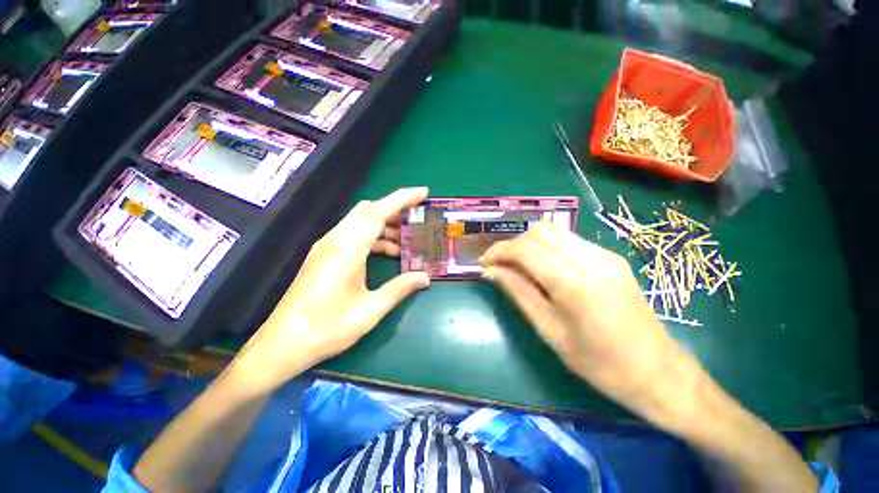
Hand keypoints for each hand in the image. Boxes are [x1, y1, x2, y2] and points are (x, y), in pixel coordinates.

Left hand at [232, 188, 430, 391]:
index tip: (423, 193)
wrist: (283, 344)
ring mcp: (326, 247)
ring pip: (359, 221)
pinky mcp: (323, 255)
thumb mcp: (370, 310)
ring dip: (384, 224)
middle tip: (417, 216)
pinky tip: (386, 252)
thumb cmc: (327, 328)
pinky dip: (372, 237)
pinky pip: (352, 235)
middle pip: (367, 210)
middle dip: (394, 208)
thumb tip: (425, 278)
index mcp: (347, 249)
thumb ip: (400, 289)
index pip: (378, 212)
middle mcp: (335, 240)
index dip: (402, 199)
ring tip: (405, 238)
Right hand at [479, 223, 686, 414]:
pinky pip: (568, 242)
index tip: (483, 264)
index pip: (525, 248)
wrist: (660, 373)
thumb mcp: (550, 331)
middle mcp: (592, 259)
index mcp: (575, 283)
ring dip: (529, 245)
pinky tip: (543, 270)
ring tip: (518, 268)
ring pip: (553, 232)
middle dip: (513, 245)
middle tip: (500, 267)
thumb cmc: (601, 364)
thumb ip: (519, 293)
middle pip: (539, 231)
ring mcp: (605, 255)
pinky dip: (546, 248)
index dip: (498, 251)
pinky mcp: (611, 258)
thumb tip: (490, 272)